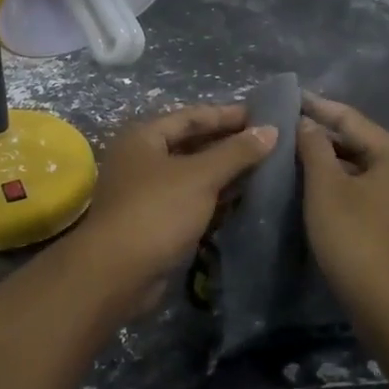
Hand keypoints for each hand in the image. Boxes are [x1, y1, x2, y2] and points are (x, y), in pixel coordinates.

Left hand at [67, 105, 277, 317]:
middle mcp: (142, 159)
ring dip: (224, 172)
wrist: (118, 273)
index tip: (261, 116)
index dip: (226, 115)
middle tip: (266, 143)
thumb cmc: (157, 211)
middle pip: (191, 144)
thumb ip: (236, 152)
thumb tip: (270, 130)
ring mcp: (147, 192)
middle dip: (227, 143)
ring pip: (192, 174)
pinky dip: (215, 198)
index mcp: (144, 137)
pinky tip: (243, 199)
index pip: (191, 116)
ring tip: (263, 169)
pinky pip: (191, 200)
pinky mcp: (155, 221)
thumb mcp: (200, 176)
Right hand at [297, 95, 388, 325]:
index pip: (349, 117)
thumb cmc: (358, 240)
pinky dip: (334, 184)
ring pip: (355, 167)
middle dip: (318, 134)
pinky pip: (358, 190)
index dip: (315, 106)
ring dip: (323, 161)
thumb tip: (306, 122)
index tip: (284, 97)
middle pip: (354, 141)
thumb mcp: (327, 189)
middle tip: (279, 127)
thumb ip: (314, 148)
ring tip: (286, 154)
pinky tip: (306, 188)